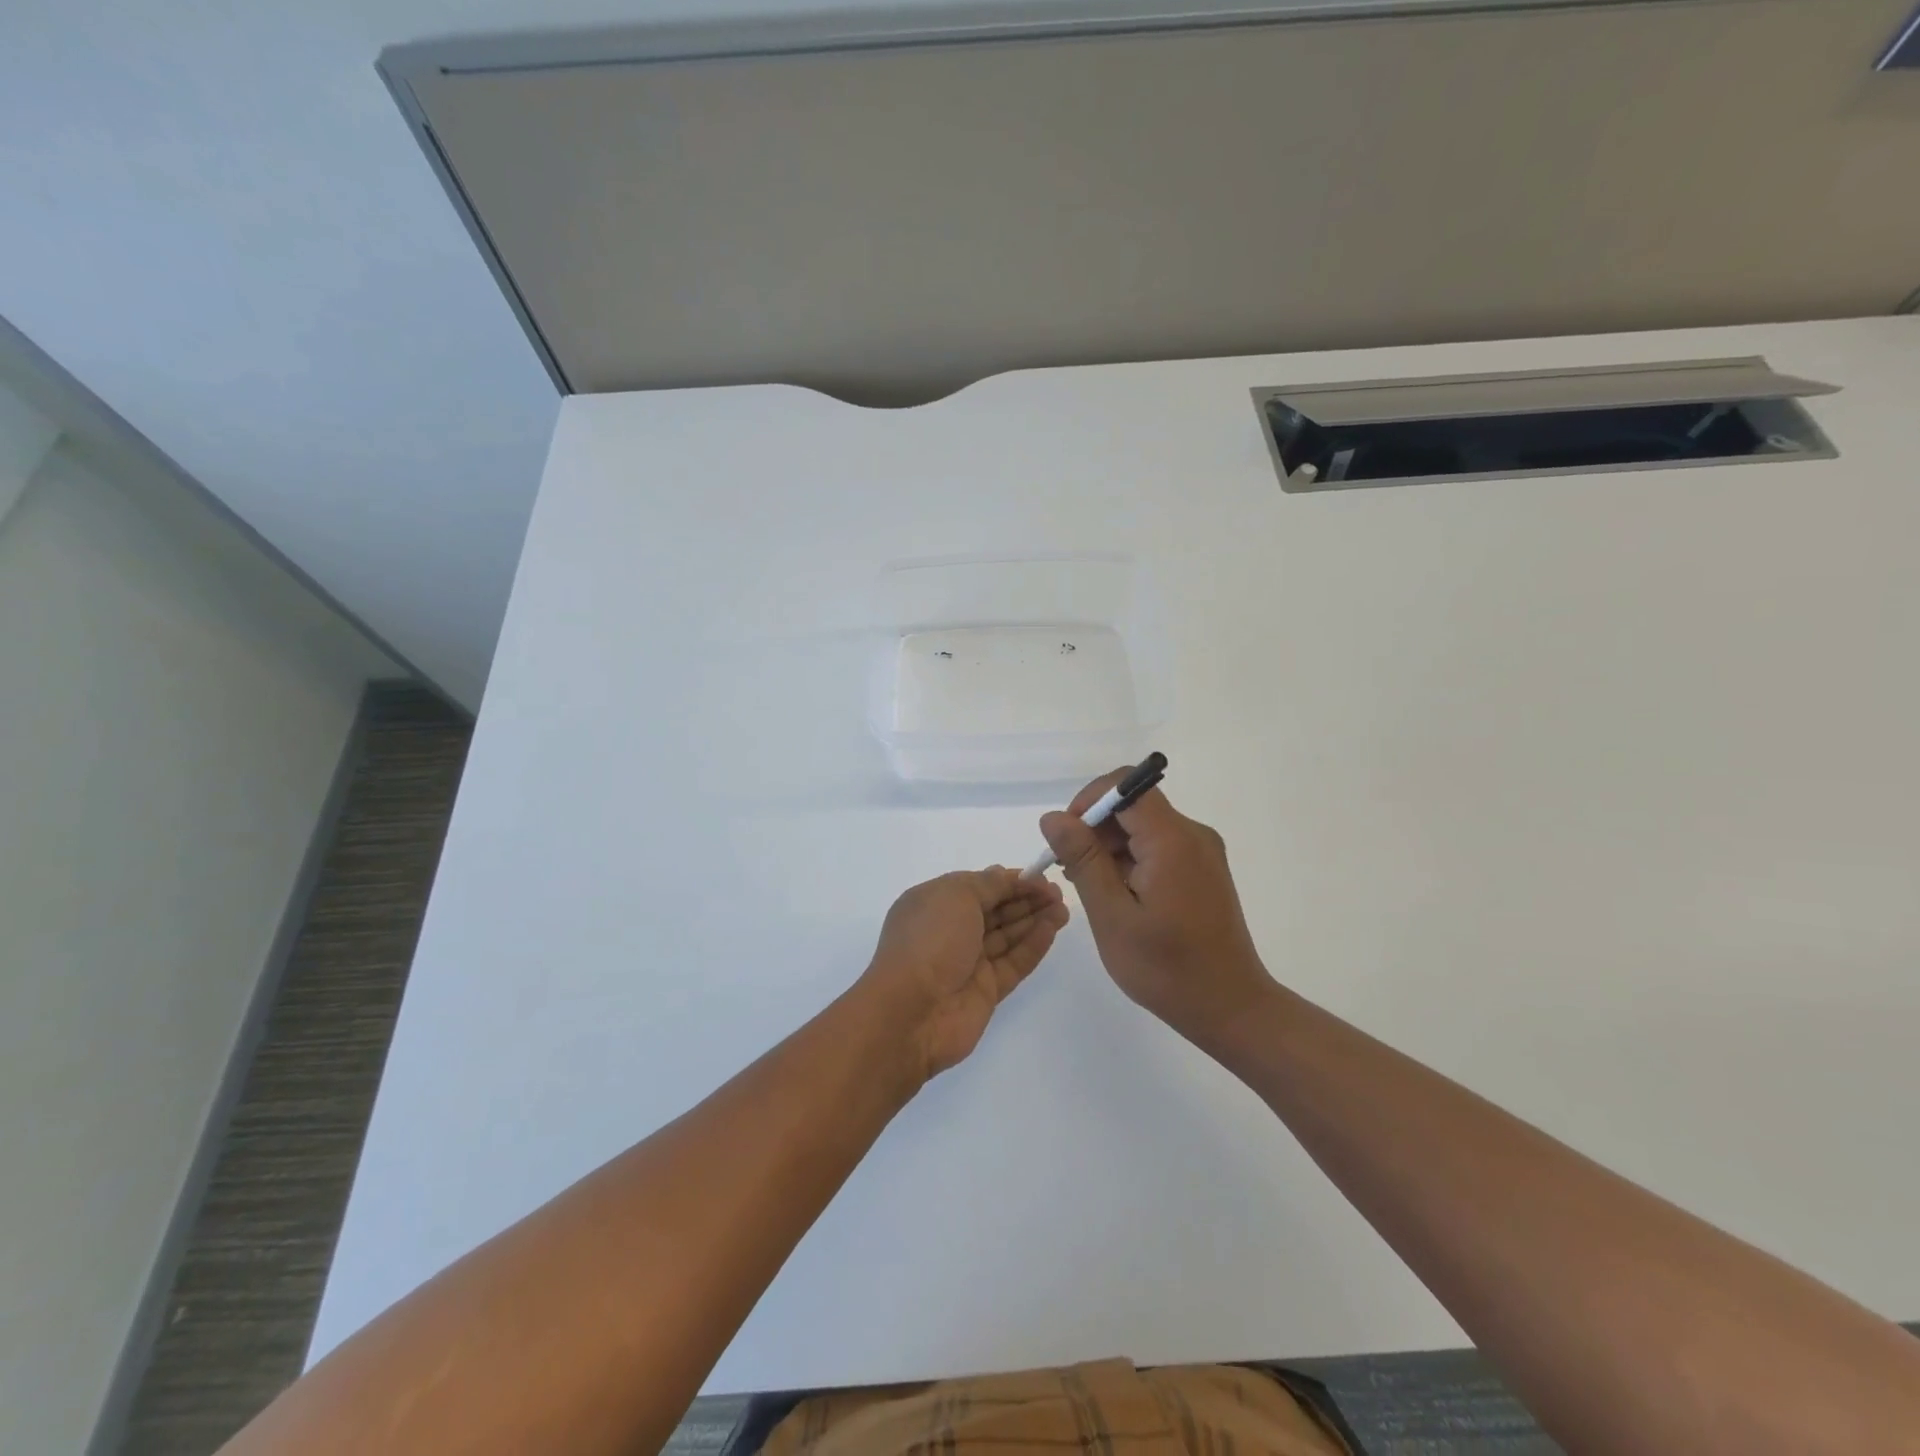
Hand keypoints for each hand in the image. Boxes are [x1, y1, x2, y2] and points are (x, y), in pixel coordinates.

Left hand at [859, 868, 1068, 1080]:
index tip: (1040, 876)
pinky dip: (1033, 945)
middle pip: (995, 910)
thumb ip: (988, 884)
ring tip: (1064, 908)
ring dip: (1034, 919)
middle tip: (1058, 893)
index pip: (978, 886)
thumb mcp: (956, 895)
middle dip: (1026, 899)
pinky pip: (1014, 962)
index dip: (1009, 880)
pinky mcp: (986, 990)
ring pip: (1007, 936)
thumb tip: (1006, 875)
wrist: (911, 1012)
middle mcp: (950, 931)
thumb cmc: (930, 941)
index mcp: (934, 903)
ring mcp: (968, 962)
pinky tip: (1053, 929)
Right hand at [1040, 772, 1276, 1050]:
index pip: (1126, 786)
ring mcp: (1201, 852)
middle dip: (1095, 827)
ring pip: (1143, 825)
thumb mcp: (1112, 915)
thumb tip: (1053, 817)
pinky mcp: (1202, 869)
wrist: (1230, 1008)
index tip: (1066, 838)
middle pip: (1133, 804)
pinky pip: (1158, 845)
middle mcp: (1192, 834)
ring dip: (1110, 846)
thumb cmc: (1167, 968)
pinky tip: (1117, 895)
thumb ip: (1083, 860)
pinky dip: (1131, 859)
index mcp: (1172, 840)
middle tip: (1070, 870)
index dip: (1089, 801)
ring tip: (1090, 888)